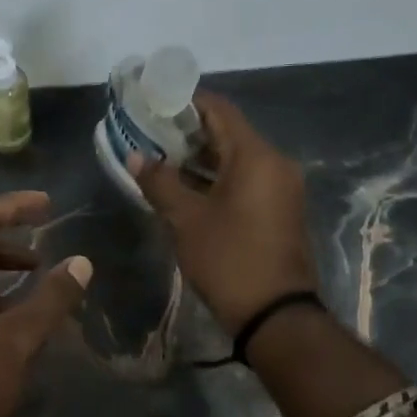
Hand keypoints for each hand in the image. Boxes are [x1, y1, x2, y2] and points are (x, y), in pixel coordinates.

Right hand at [132, 92, 317, 333]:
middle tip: (149, 134)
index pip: (219, 109)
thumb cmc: (229, 260)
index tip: (153, 104)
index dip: (184, 102)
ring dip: (200, 157)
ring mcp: (281, 187)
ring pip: (236, 158)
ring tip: (159, 160)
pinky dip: (216, 177)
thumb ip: (160, 183)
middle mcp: (275, 163)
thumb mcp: (186, 220)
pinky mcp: (279, 209)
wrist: (275, 314)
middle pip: (228, 132)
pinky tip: (185, 187)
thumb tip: (135, 156)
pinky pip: (245, 179)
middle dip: (188, 131)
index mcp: (256, 156)